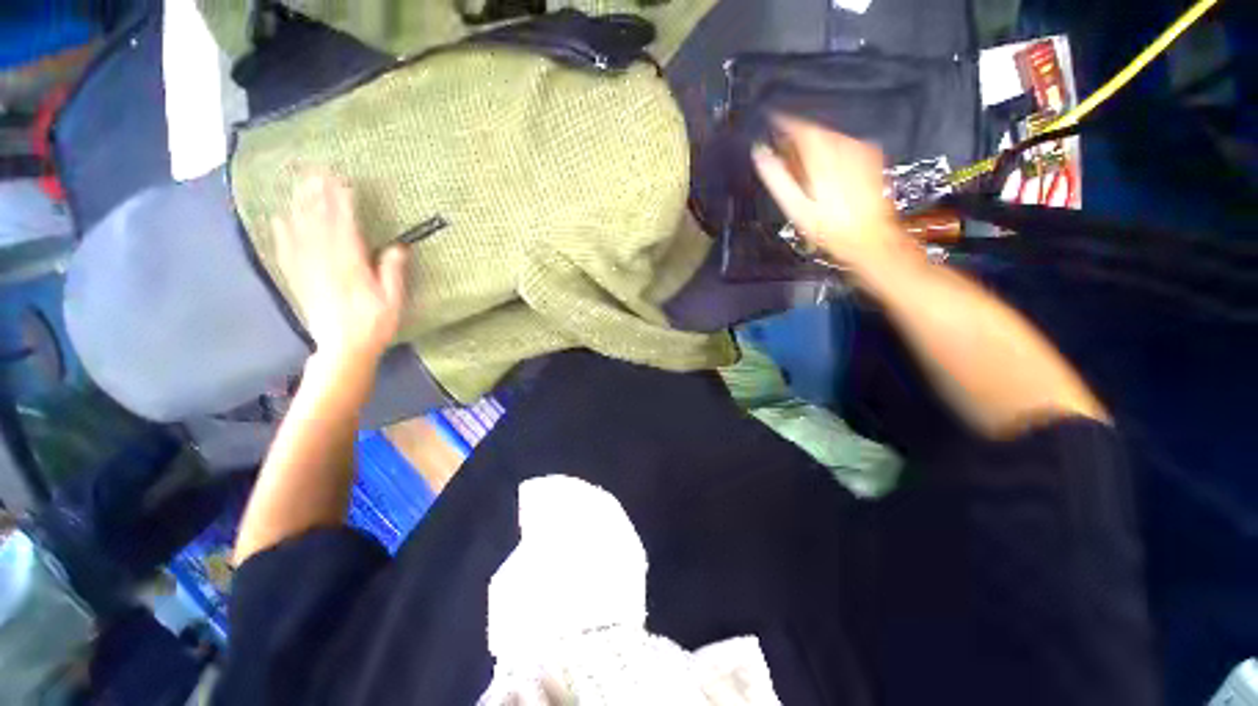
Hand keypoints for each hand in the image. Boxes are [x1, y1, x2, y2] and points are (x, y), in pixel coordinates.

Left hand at [272, 173, 408, 363]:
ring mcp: (308, 270)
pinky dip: (281, 234)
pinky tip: (279, 219)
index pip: (345, 227)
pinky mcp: (299, 280)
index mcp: (351, 267)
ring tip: (300, 186)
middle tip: (315, 172)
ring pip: (300, 233)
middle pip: (319, 223)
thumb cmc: (374, 325)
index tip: (341, 181)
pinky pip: (286, 252)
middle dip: (317, 196)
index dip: (342, 203)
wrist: (343, 349)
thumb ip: (392, 273)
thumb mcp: (393, 301)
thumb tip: (397, 247)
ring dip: (300, 207)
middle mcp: (325, 263)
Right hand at [751, 116, 903, 277]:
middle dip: (797, 139)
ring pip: (830, 136)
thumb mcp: (795, 207)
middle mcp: (843, 143)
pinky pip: (844, 144)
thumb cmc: (827, 227)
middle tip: (784, 156)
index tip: (770, 125)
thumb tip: (759, 152)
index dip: (782, 123)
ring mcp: (860, 148)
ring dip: (814, 145)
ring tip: (804, 169)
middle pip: (815, 130)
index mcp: (821, 154)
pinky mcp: (871, 155)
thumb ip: (776, 177)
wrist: (869, 238)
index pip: (798, 126)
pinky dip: (831, 151)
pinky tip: (827, 173)